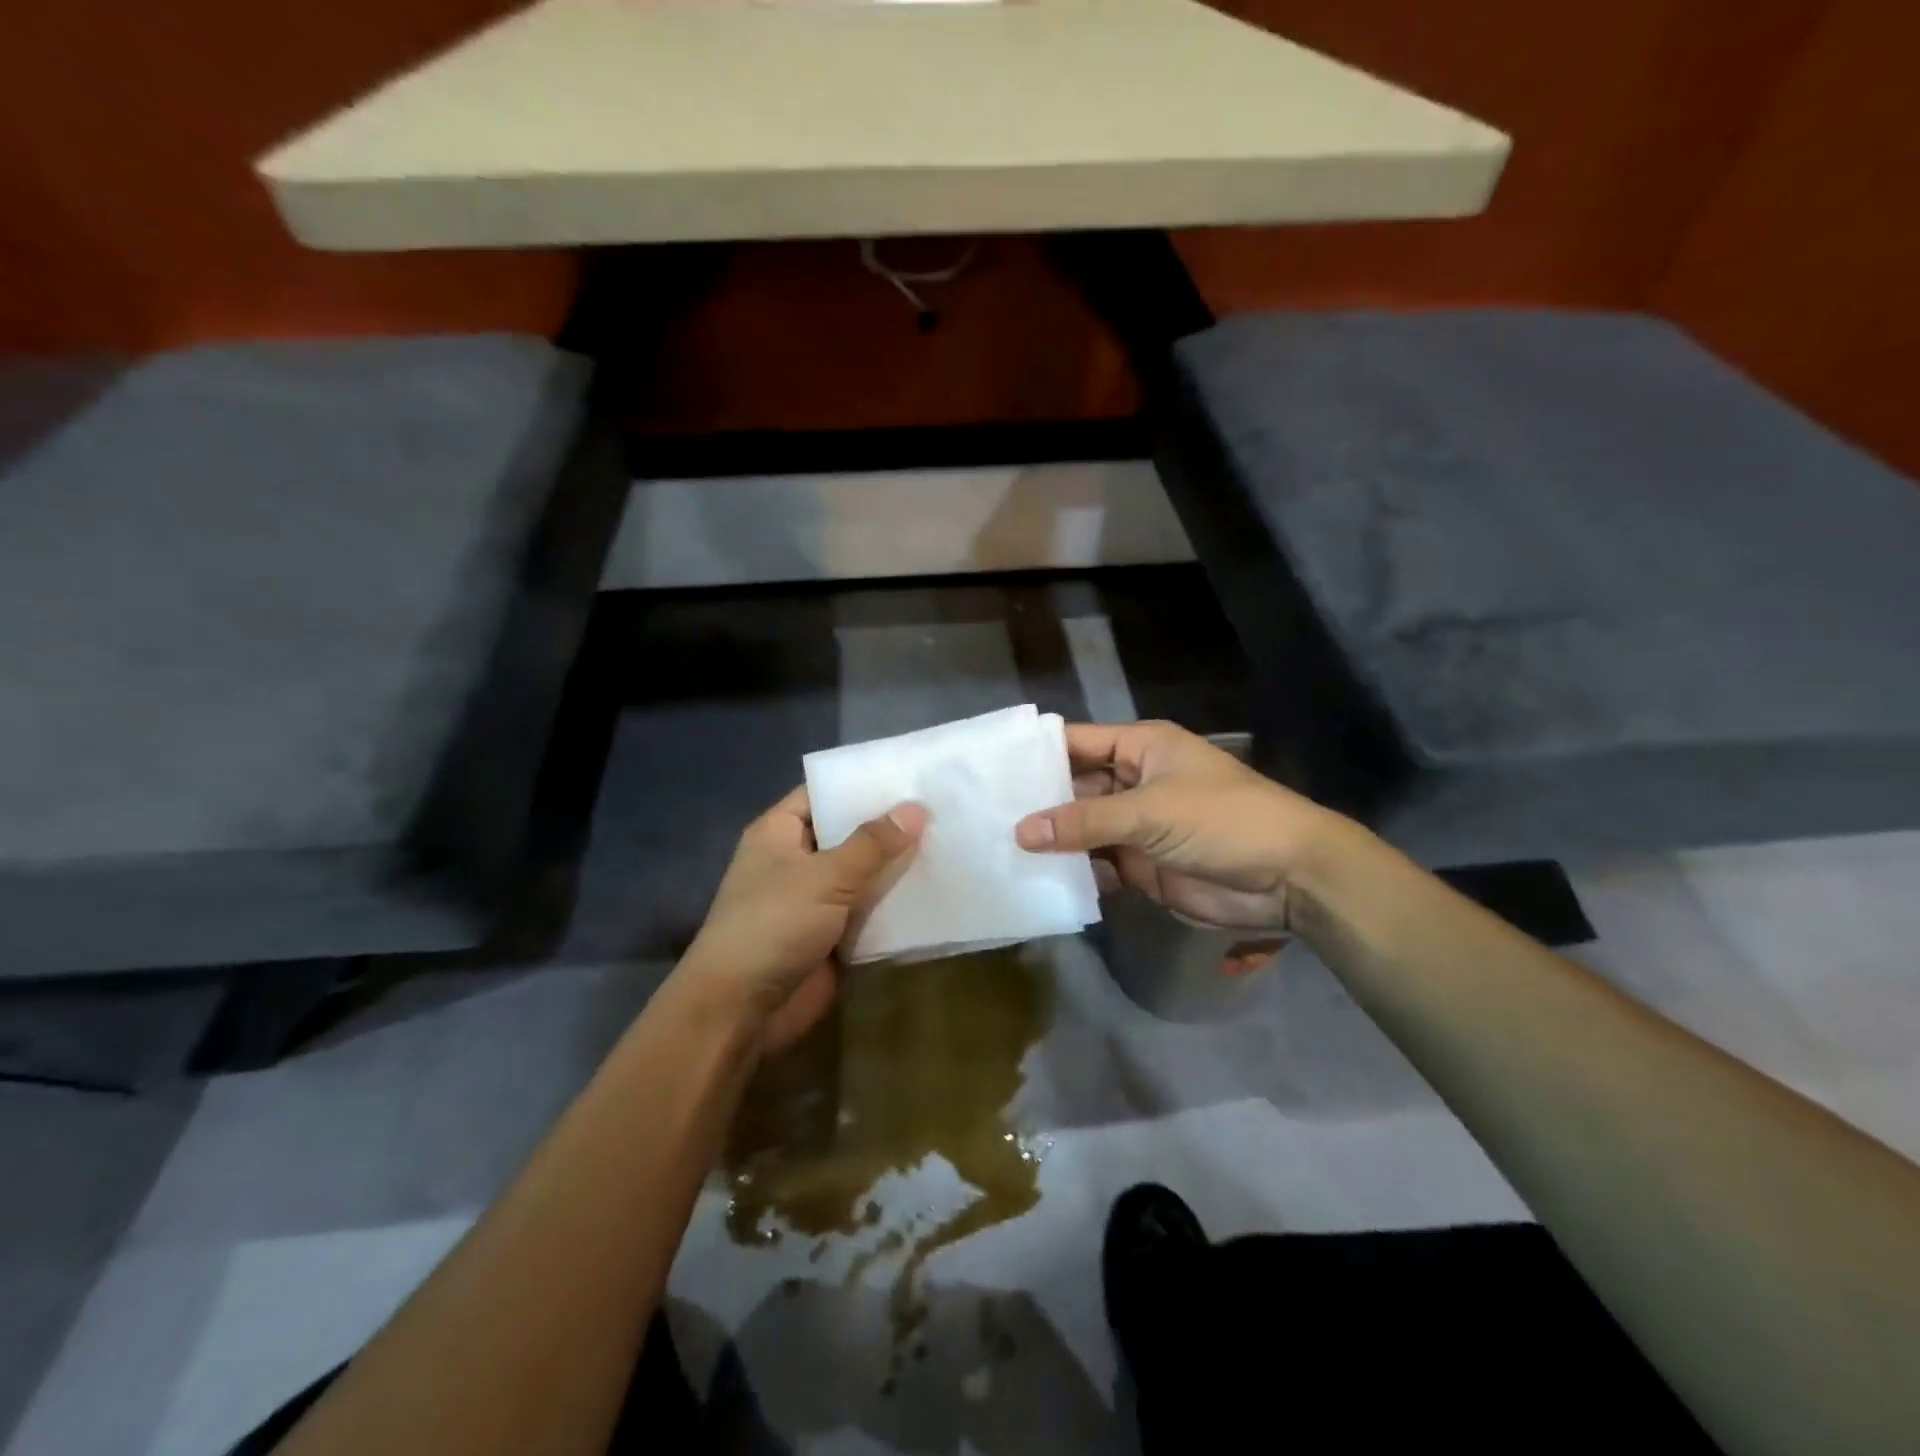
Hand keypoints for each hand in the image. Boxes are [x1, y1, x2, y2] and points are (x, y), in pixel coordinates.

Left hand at [679, 788, 927, 1054]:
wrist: (742, 1011)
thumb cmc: (773, 926)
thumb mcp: (825, 877)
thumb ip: (873, 844)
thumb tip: (916, 809)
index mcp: (780, 833)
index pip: (824, 794)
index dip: (863, 784)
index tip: (910, 774)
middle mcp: (797, 861)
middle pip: (849, 834)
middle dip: (890, 826)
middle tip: (943, 806)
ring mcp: (816, 900)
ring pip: (864, 874)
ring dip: (898, 867)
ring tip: (951, 841)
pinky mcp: (834, 936)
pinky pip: (871, 912)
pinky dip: (897, 905)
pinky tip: (938, 889)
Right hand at [1014, 721, 1342, 931]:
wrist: (1288, 877)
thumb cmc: (1223, 820)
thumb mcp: (1151, 811)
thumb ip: (1085, 822)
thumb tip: (1021, 831)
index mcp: (1140, 748)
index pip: (1075, 743)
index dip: (1035, 754)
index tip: (988, 769)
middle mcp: (1133, 781)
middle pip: (1073, 789)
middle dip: (1036, 803)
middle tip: (980, 818)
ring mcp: (1136, 826)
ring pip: (1081, 830)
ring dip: (1050, 841)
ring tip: (994, 850)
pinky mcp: (1140, 866)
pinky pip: (1096, 865)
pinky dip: (1072, 873)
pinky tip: (1035, 881)